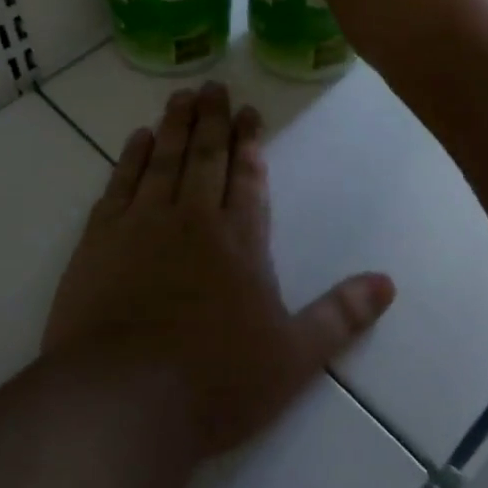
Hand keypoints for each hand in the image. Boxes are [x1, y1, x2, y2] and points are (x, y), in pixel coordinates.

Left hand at [43, 83, 395, 457]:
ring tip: (182, 96)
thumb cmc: (215, 382)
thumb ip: (341, 316)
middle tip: (213, 86)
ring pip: (163, 160)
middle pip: (206, 157)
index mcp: (239, 242)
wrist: (120, 401)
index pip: (248, 178)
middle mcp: (192, 220)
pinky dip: (130, 157)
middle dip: (213, 120)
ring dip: (175, 126)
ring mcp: (141, 225)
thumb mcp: (294, 358)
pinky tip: (137, 139)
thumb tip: (387, 283)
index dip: (250, 143)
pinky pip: (119, 184)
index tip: (249, 112)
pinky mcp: (99, 240)